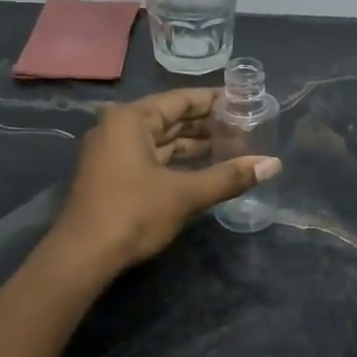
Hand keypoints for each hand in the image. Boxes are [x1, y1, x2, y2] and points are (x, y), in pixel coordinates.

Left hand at [51, 88, 280, 274]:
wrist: (83, 257)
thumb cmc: (133, 214)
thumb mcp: (185, 194)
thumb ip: (229, 177)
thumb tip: (273, 164)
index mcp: (131, 119)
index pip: (181, 99)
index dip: (215, 100)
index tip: (245, 101)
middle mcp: (118, 127)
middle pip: (171, 118)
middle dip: (207, 123)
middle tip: (245, 124)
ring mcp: (113, 152)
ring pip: (162, 140)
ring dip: (194, 144)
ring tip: (233, 145)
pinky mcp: (113, 175)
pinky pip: (152, 157)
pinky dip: (178, 160)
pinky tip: (204, 167)